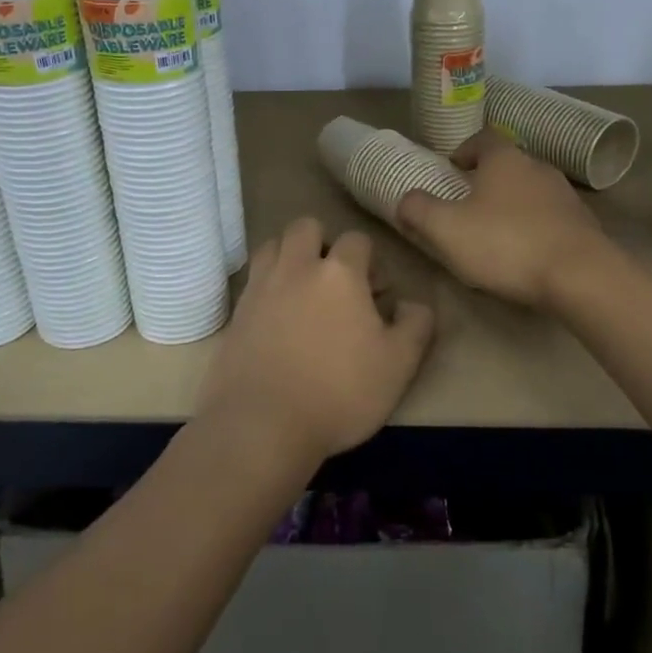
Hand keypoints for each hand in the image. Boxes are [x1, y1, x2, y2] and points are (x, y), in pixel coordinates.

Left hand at [198, 217, 435, 465]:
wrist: (263, 425)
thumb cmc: (339, 392)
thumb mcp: (398, 365)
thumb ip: (416, 326)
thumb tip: (414, 304)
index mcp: (339, 273)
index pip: (357, 239)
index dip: (370, 261)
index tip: (376, 294)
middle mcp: (296, 268)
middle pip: (306, 227)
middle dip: (323, 243)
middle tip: (335, 281)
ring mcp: (260, 288)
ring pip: (272, 246)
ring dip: (289, 256)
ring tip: (302, 291)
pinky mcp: (235, 313)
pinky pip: (252, 281)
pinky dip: (267, 286)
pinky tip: (277, 318)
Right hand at [396, 130, 613, 308]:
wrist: (580, 275)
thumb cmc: (506, 243)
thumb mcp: (447, 229)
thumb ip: (419, 210)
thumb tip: (405, 199)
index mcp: (505, 159)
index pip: (483, 137)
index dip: (465, 149)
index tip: (452, 168)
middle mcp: (538, 167)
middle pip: (508, 165)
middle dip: (487, 180)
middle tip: (467, 203)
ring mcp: (565, 195)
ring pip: (530, 191)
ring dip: (512, 204)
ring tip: (495, 231)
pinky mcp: (583, 224)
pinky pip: (550, 217)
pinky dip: (535, 226)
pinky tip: (525, 252)